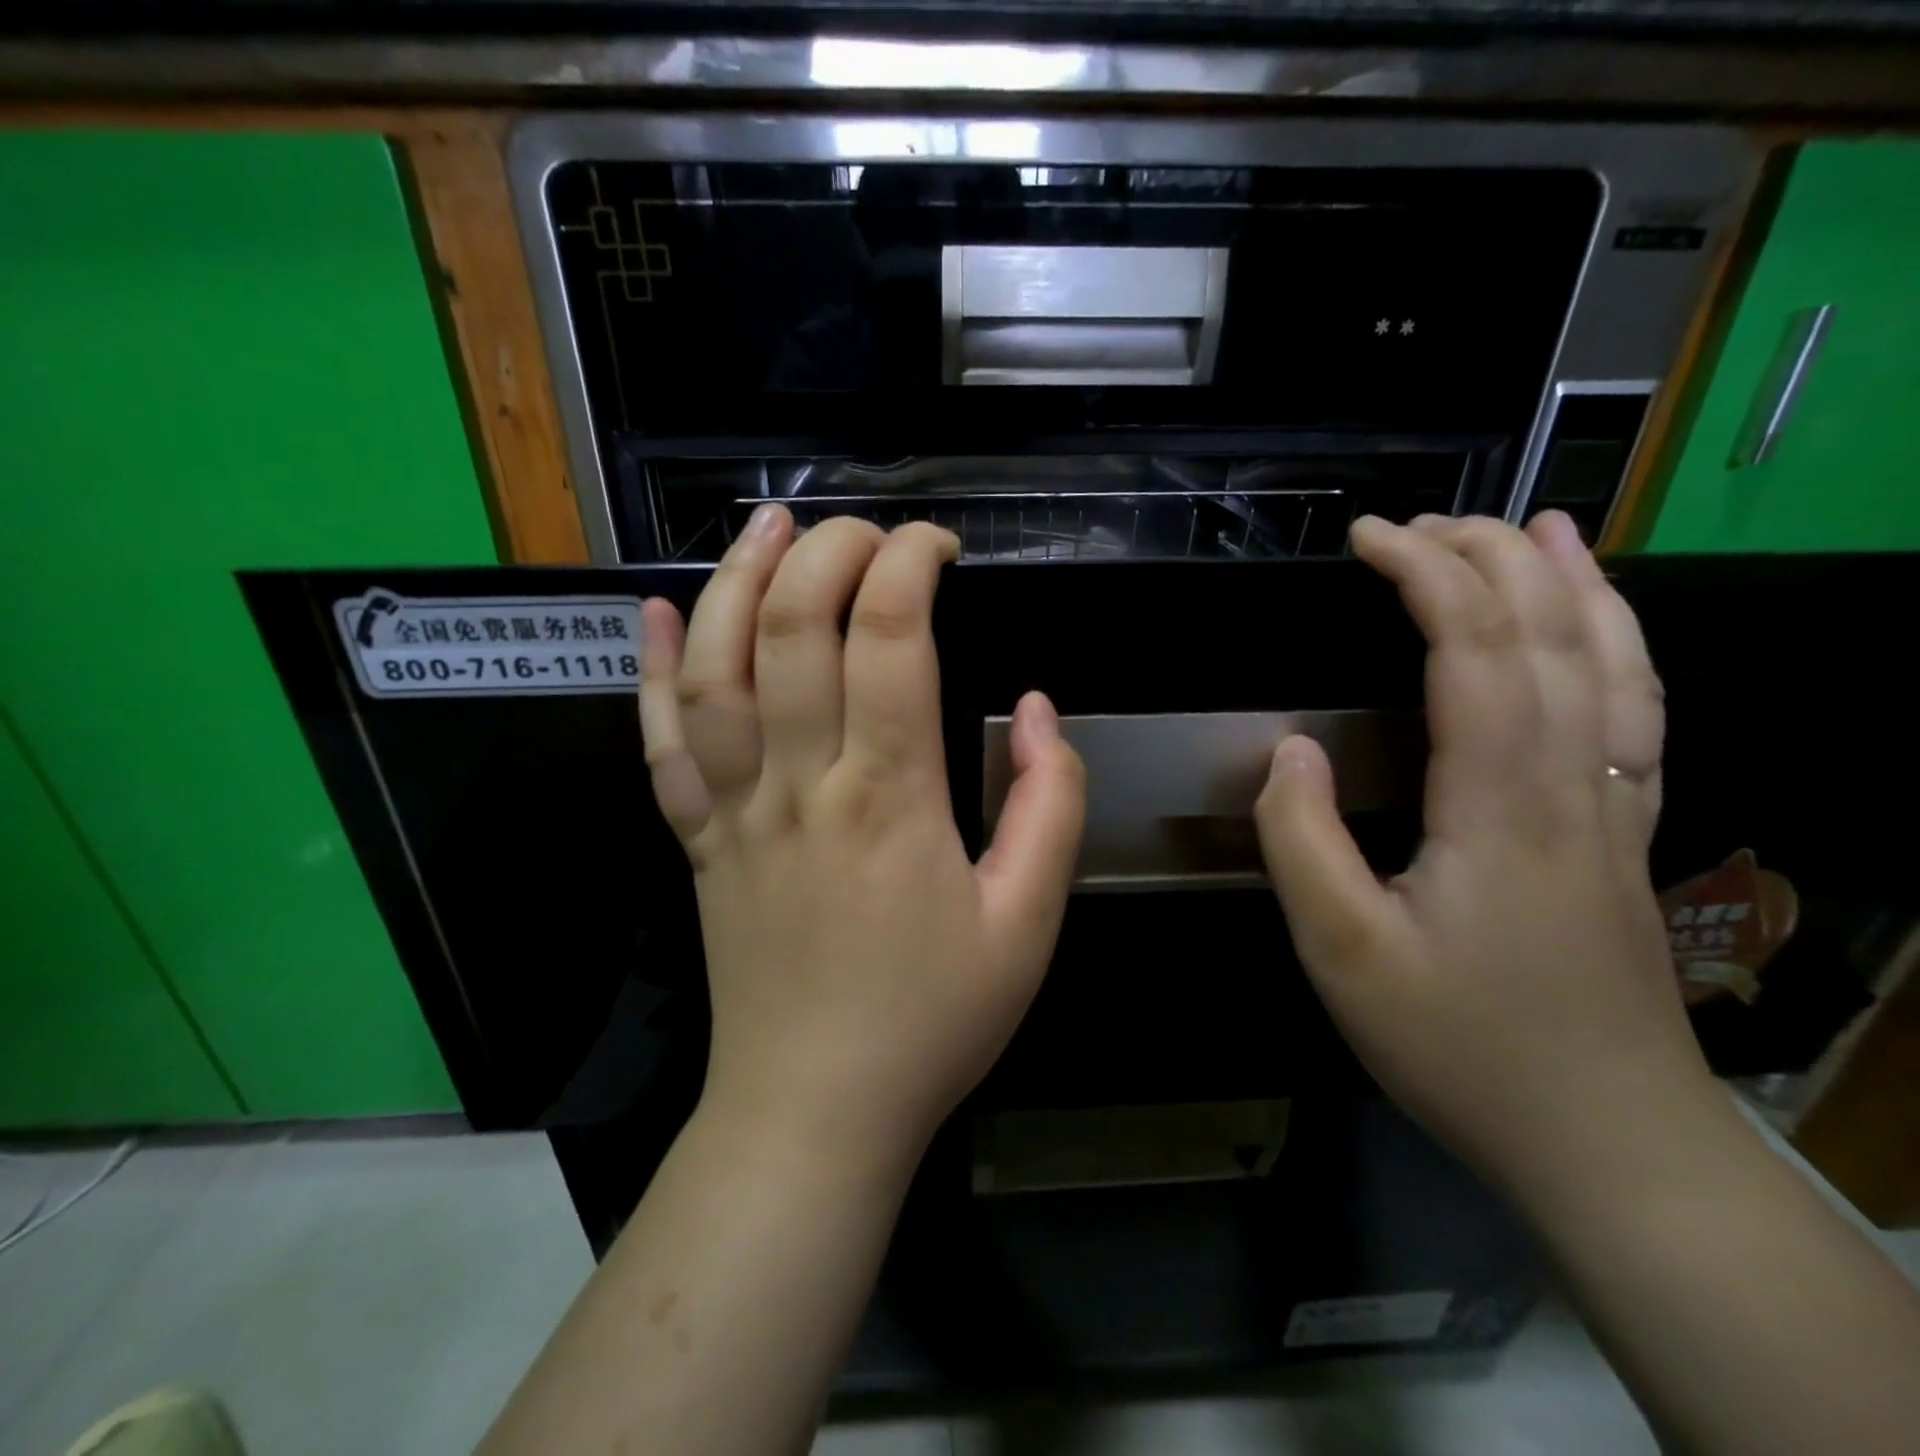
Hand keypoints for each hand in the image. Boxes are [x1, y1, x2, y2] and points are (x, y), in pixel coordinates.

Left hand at [639, 505, 1085, 1167]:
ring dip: (735, 581)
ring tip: (767, 526)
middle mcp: (800, 784)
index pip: (890, 638)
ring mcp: (734, 810)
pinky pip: (659, 742)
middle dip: (828, 553)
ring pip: (714, 669)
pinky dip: (651, 670)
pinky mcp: (698, 839)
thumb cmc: (931, 1020)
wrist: (814, 1110)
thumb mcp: (1028, 925)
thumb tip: (1039, 709)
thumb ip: (1051, 808)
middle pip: (792, 629)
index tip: (938, 546)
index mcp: (889, 798)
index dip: (910, 566)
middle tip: (865, 531)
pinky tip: (655, 613)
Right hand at [1254, 511, 1706, 1195]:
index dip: (1423, 576)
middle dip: (1486, 558)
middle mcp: (1573, 785)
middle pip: (1549, 635)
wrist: (1607, 1140)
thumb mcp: (1343, 952)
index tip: (1368, 537)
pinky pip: (1639, 712)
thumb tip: (1290, 752)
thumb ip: (1303, 842)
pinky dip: (1622, 645)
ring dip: (1568, 582)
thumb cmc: (1460, 1045)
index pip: (1472, 650)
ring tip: (1532, 526)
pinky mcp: (1628, 834)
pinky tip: (1599, 627)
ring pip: (1614, 662)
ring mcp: (1616, 807)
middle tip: (1420, 523)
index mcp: (1499, 805)